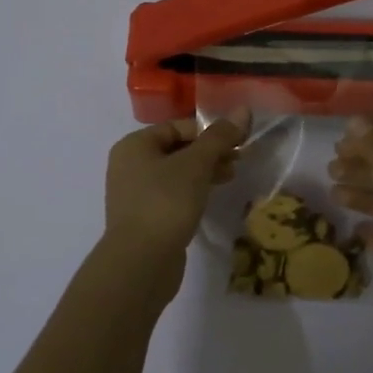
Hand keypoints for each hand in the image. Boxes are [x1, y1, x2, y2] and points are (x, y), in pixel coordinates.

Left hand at [100, 111, 250, 296]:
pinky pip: (172, 195)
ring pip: (176, 173)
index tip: (237, 142)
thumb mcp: (196, 165)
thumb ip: (219, 137)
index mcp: (134, 145)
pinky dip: (192, 192)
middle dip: (209, 152)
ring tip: (230, 177)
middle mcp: (129, 165)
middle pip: (177, 149)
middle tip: (239, 160)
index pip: (177, 126)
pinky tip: (210, 199)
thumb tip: (243, 109)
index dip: (209, 131)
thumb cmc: (165, 203)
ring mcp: (135, 194)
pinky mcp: (144, 218)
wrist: (140, 263)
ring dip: (204, 172)